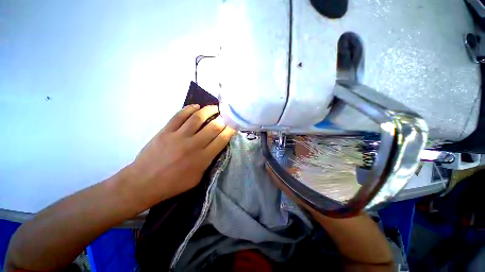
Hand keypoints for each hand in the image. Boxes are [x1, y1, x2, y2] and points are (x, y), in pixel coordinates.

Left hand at [125, 104, 234, 206]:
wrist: (144, 183)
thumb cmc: (173, 184)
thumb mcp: (197, 177)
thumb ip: (208, 161)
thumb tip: (215, 146)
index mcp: (202, 158)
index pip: (222, 139)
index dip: (230, 129)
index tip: (234, 124)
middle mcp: (193, 145)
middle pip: (213, 126)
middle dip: (223, 119)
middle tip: (227, 114)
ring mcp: (178, 136)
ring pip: (198, 117)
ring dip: (209, 110)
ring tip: (215, 107)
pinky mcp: (165, 131)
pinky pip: (179, 115)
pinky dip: (189, 109)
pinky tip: (196, 106)